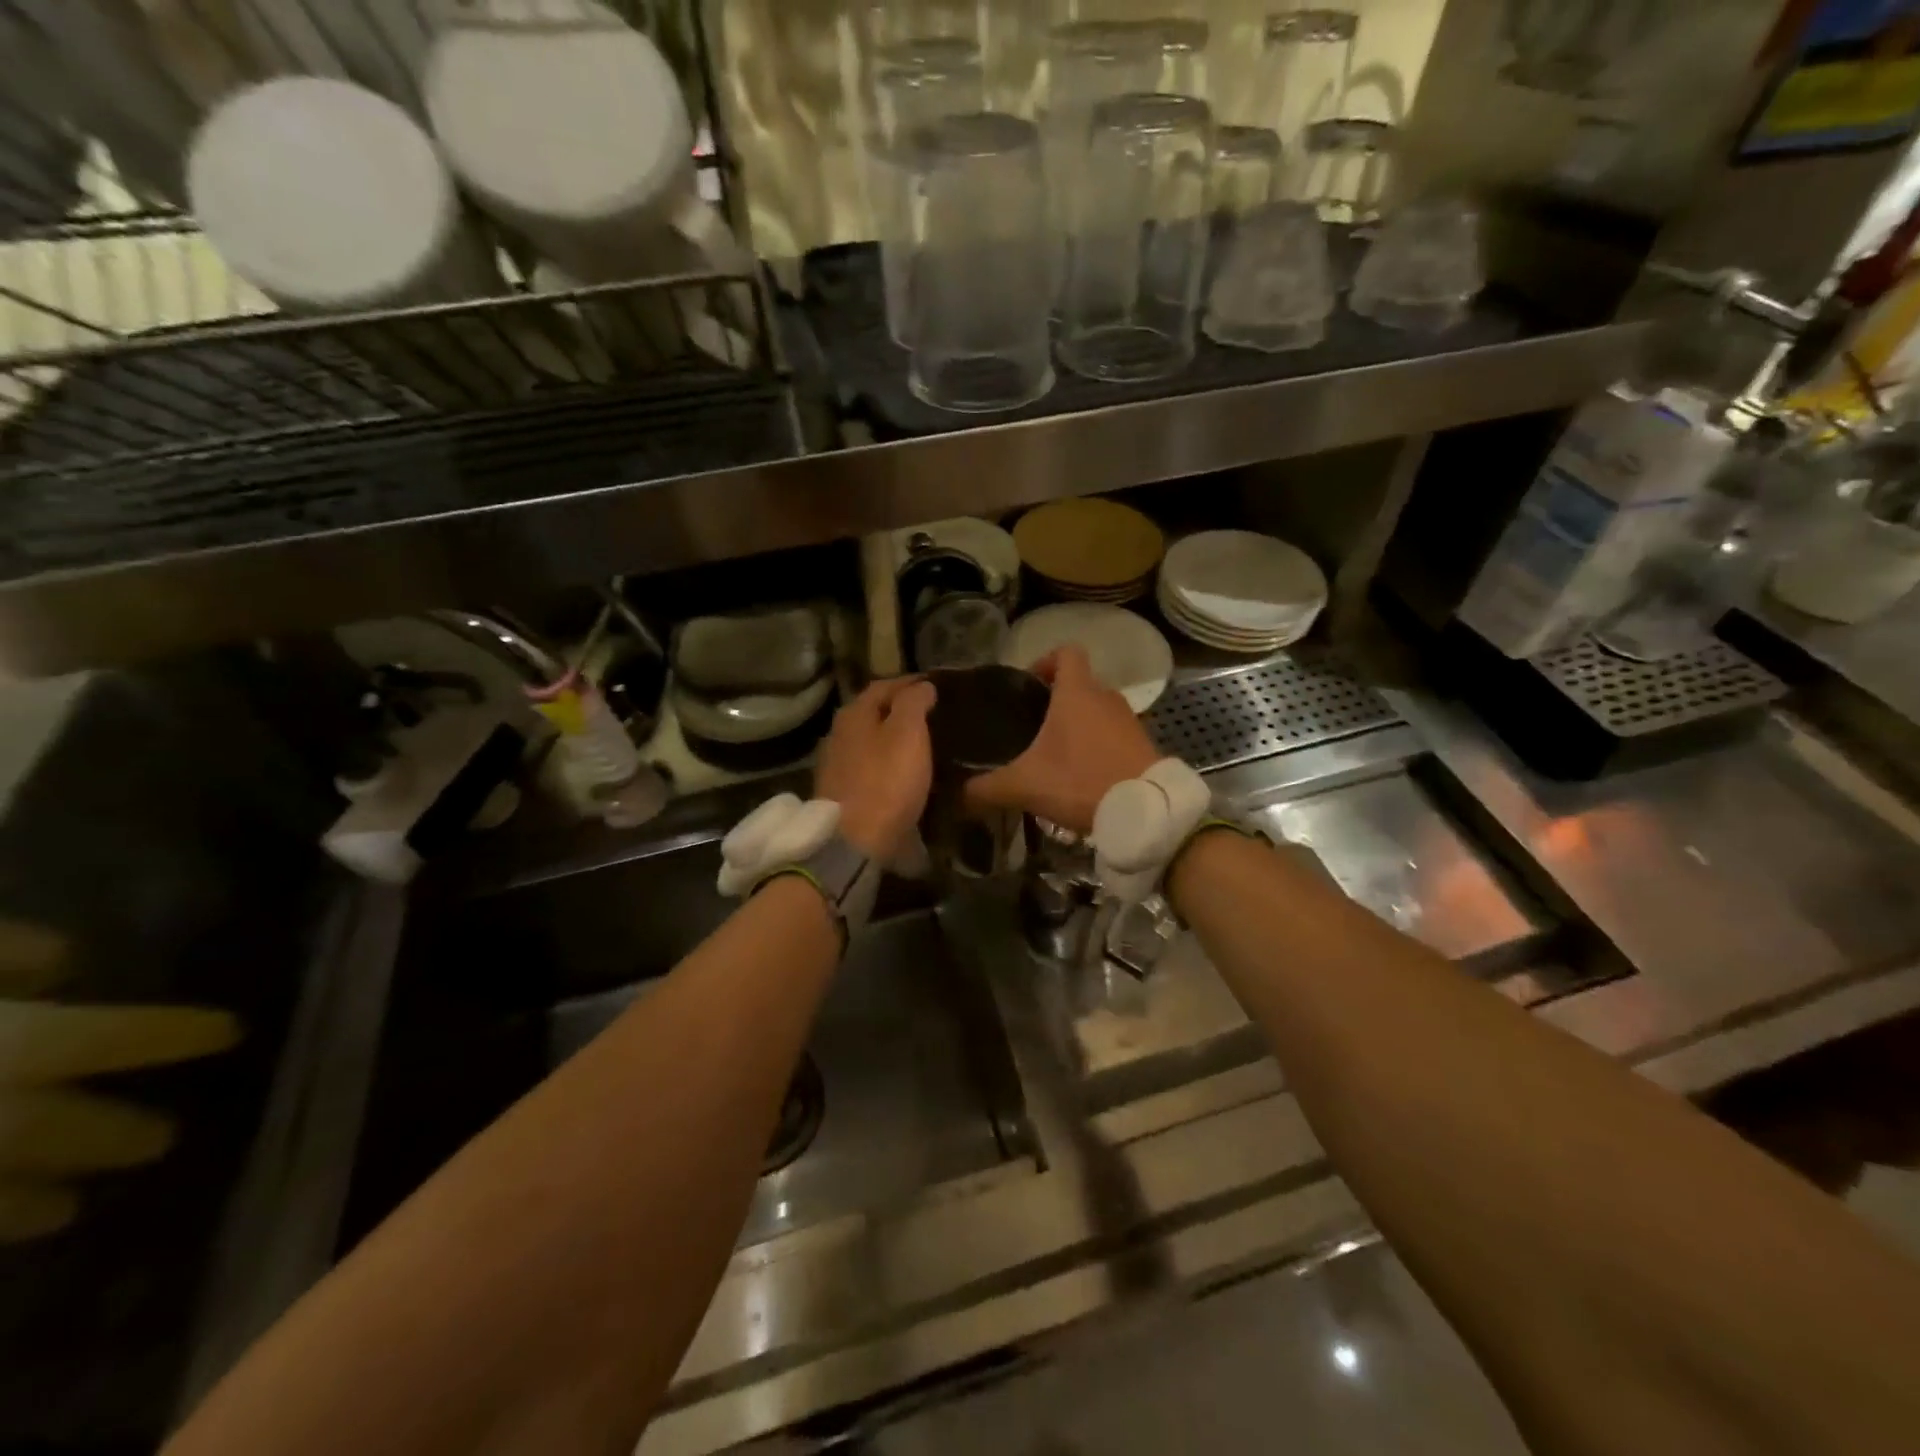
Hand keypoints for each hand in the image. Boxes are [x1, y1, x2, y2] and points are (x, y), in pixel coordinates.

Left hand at [814, 677, 937, 860]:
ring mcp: (836, 764)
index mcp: (854, 713)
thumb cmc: (886, 781)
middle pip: (874, 713)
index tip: (937, 686)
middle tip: (933, 714)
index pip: (884, 685)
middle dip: (901, 710)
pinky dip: (888, 763)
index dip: (911, 683)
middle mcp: (839, 733)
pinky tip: (905, 772)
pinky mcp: (841, 792)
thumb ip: (914, 703)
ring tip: (924, 743)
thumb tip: (922, 686)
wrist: (854, 841)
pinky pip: (870, 767)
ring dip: (894, 738)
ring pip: (871, 740)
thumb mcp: (908, 733)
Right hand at [965, 647, 1159, 834]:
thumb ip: (986, 788)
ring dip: (1078, 726)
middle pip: (1079, 684)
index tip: (1028, 686)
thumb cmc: (1081, 782)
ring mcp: (1130, 720)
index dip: (1045, 661)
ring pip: (1097, 711)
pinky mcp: (1144, 744)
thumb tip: (955, 795)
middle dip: (1056, 702)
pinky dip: (1098, 746)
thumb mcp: (1025, 786)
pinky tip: (1083, 776)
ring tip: (1055, 757)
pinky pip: (1114, 734)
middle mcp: (1106, 697)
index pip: (1066, 652)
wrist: (1146, 812)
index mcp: (1077, 692)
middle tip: (1032, 730)